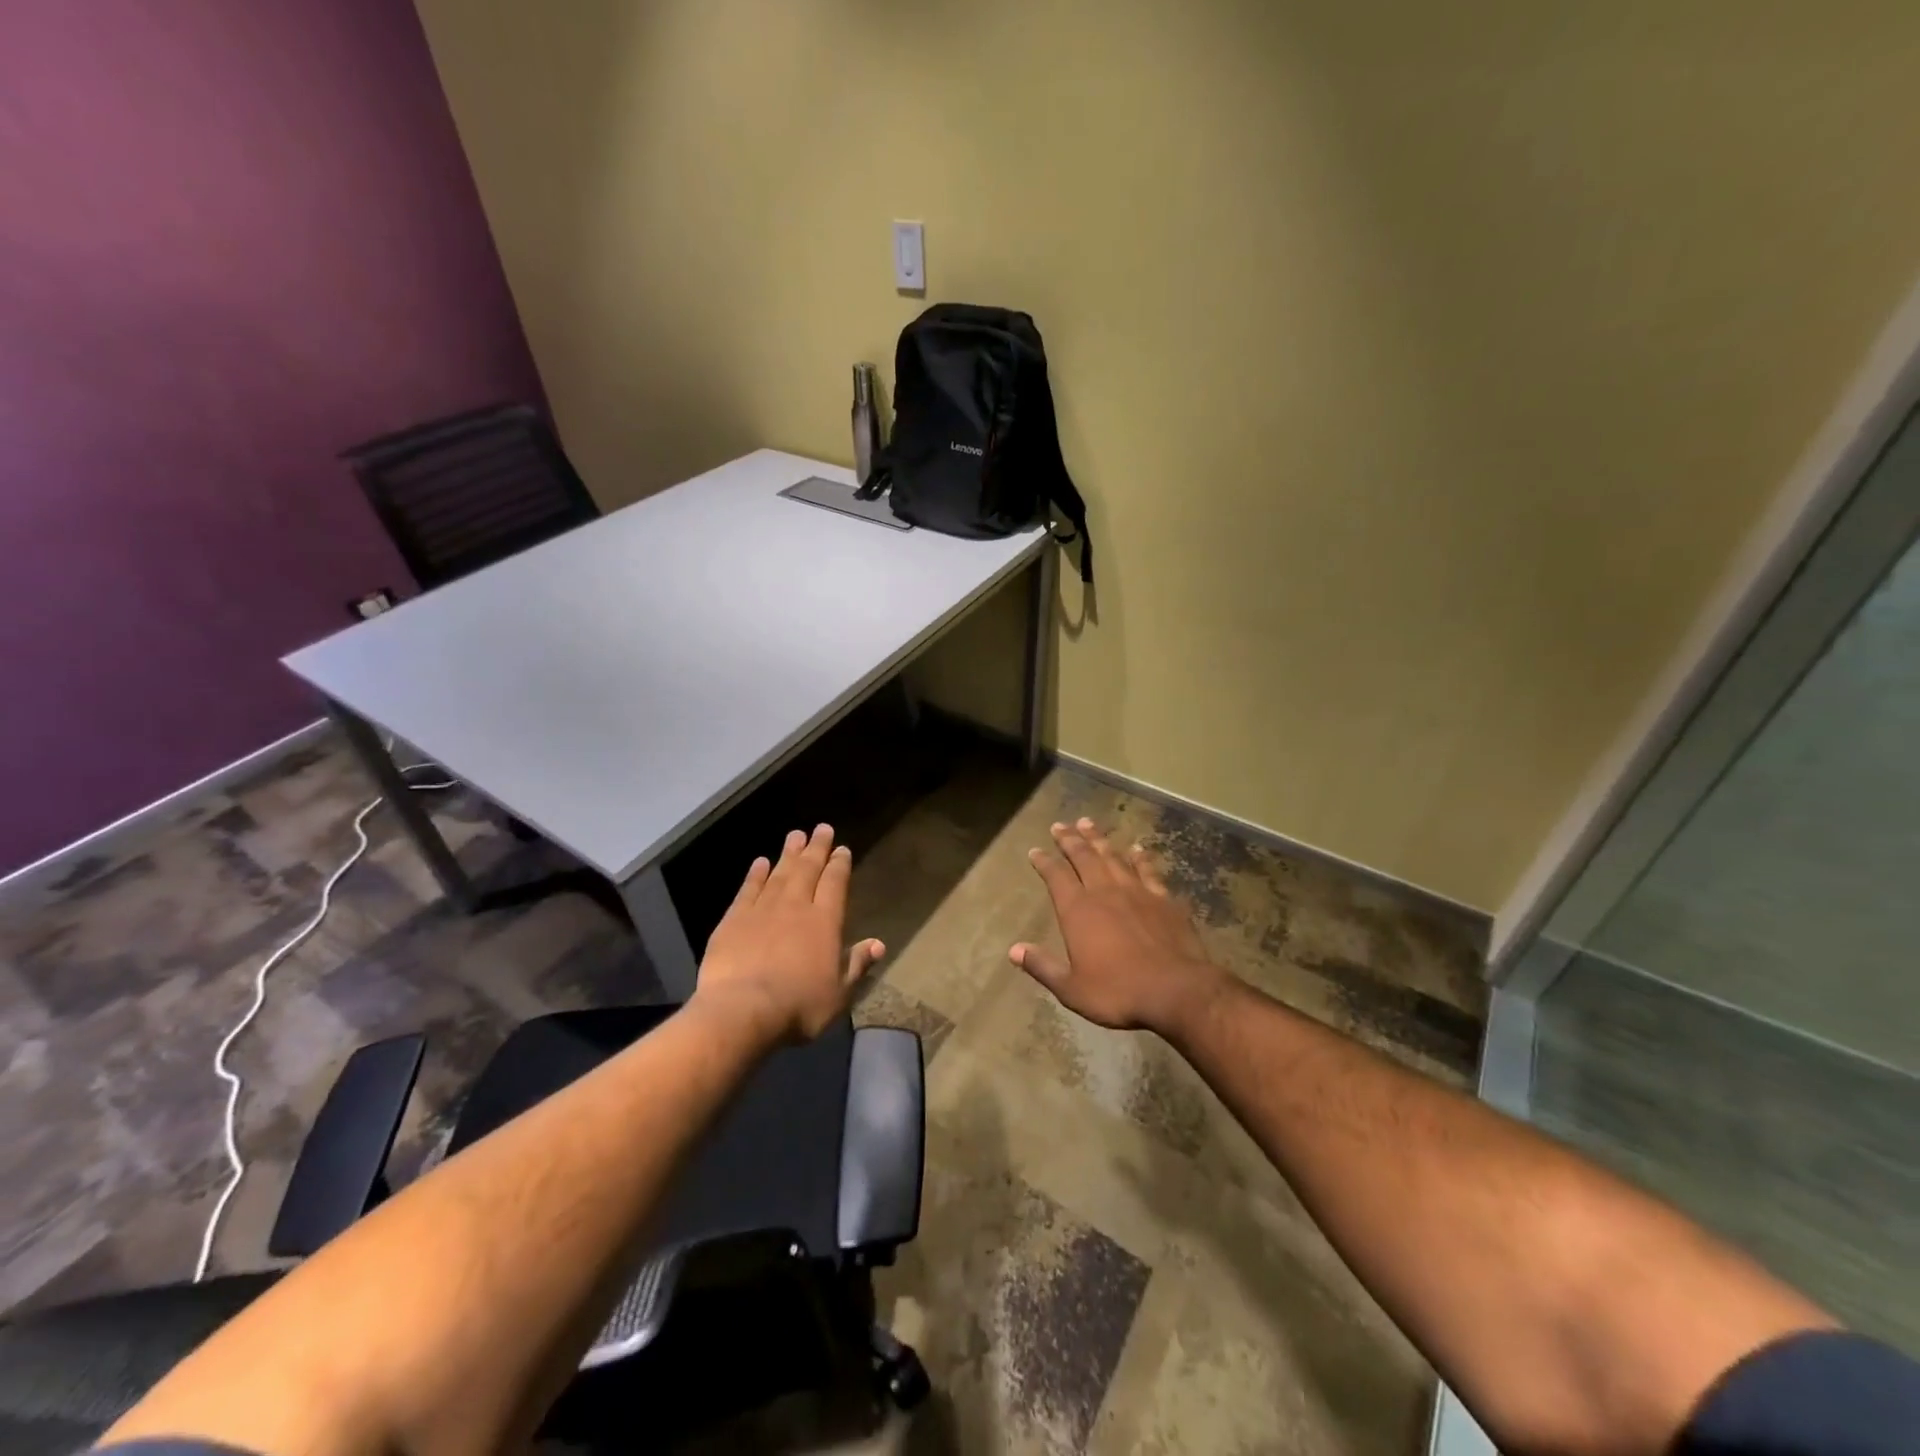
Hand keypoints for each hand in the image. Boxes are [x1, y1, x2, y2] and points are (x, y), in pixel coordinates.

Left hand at [693, 824, 884, 1044]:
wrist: (742, 1011)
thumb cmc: (799, 1007)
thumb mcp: (839, 993)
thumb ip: (857, 965)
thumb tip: (879, 944)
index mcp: (825, 922)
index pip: (835, 883)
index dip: (839, 865)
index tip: (842, 849)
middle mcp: (796, 906)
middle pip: (808, 870)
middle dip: (816, 848)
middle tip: (821, 829)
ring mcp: (763, 910)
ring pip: (779, 873)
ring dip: (789, 853)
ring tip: (795, 835)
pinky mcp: (734, 919)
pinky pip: (748, 889)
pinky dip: (755, 874)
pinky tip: (760, 862)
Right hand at [1011, 818, 1227, 1034]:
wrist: (1176, 990)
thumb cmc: (1118, 992)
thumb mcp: (1072, 988)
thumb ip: (1042, 966)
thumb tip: (1014, 950)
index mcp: (1078, 911)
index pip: (1056, 877)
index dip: (1044, 862)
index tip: (1035, 850)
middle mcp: (1104, 892)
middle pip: (1083, 857)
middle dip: (1069, 840)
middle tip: (1060, 825)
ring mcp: (1137, 892)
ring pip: (1112, 857)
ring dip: (1098, 839)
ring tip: (1088, 823)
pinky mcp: (1164, 899)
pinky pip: (1147, 870)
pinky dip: (1139, 857)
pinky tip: (1136, 848)